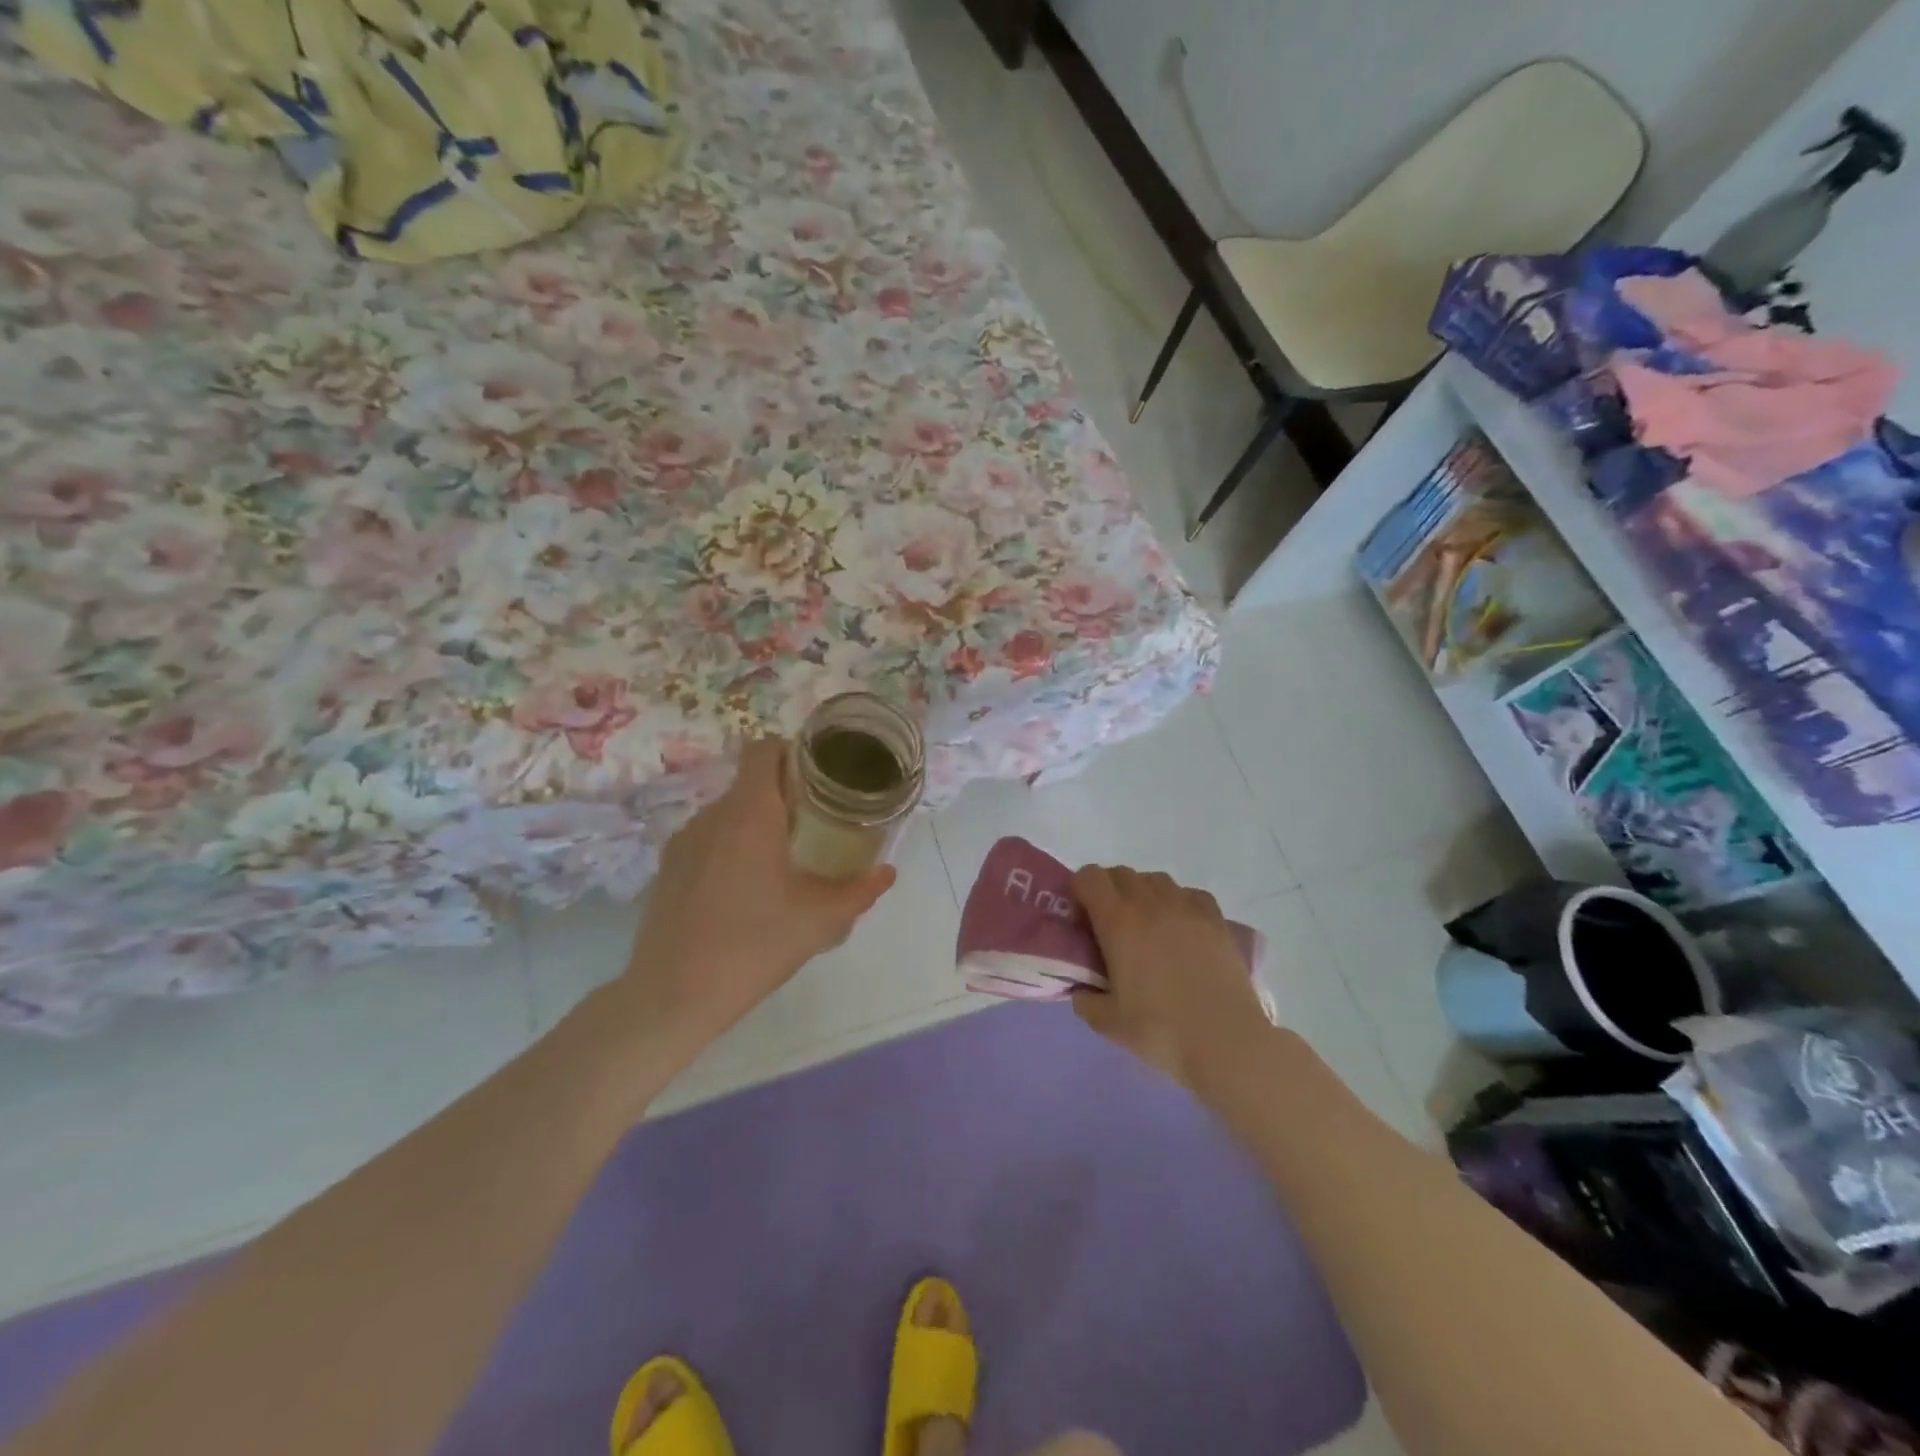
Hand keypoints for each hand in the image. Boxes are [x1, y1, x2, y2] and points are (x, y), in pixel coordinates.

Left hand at [620, 738, 896, 1052]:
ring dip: (756, 824)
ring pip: (728, 812)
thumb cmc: (754, 946)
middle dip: (783, 796)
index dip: (793, 752)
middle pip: (750, 782)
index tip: (819, 778)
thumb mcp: (820, 921)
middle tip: (814, 826)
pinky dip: (730, 847)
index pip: (765, 749)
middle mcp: (713, 815)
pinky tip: (743, 891)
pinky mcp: (668, 868)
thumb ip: (860, 891)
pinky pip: (708, 839)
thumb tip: (888, 872)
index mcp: (750, 814)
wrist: (672, 996)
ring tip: (781, 862)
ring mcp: (684, 841)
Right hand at [1070, 866, 1271, 1091]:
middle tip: (1110, 927)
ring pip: (1155, 879)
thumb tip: (1082, 990)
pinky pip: (1189, 894)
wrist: (1225, 1041)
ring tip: (1147, 928)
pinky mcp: (1216, 918)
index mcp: (1118, 921)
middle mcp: (1150, 902)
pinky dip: (1178, 902)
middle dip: (1108, 892)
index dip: (1079, 891)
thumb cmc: (1160, 1030)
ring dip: (1143, 894)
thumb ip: (1085, 1000)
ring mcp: (1187, 907)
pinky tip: (1181, 930)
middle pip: (1120, 874)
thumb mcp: (1107, 1022)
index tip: (1082, 919)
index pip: (1089, 877)